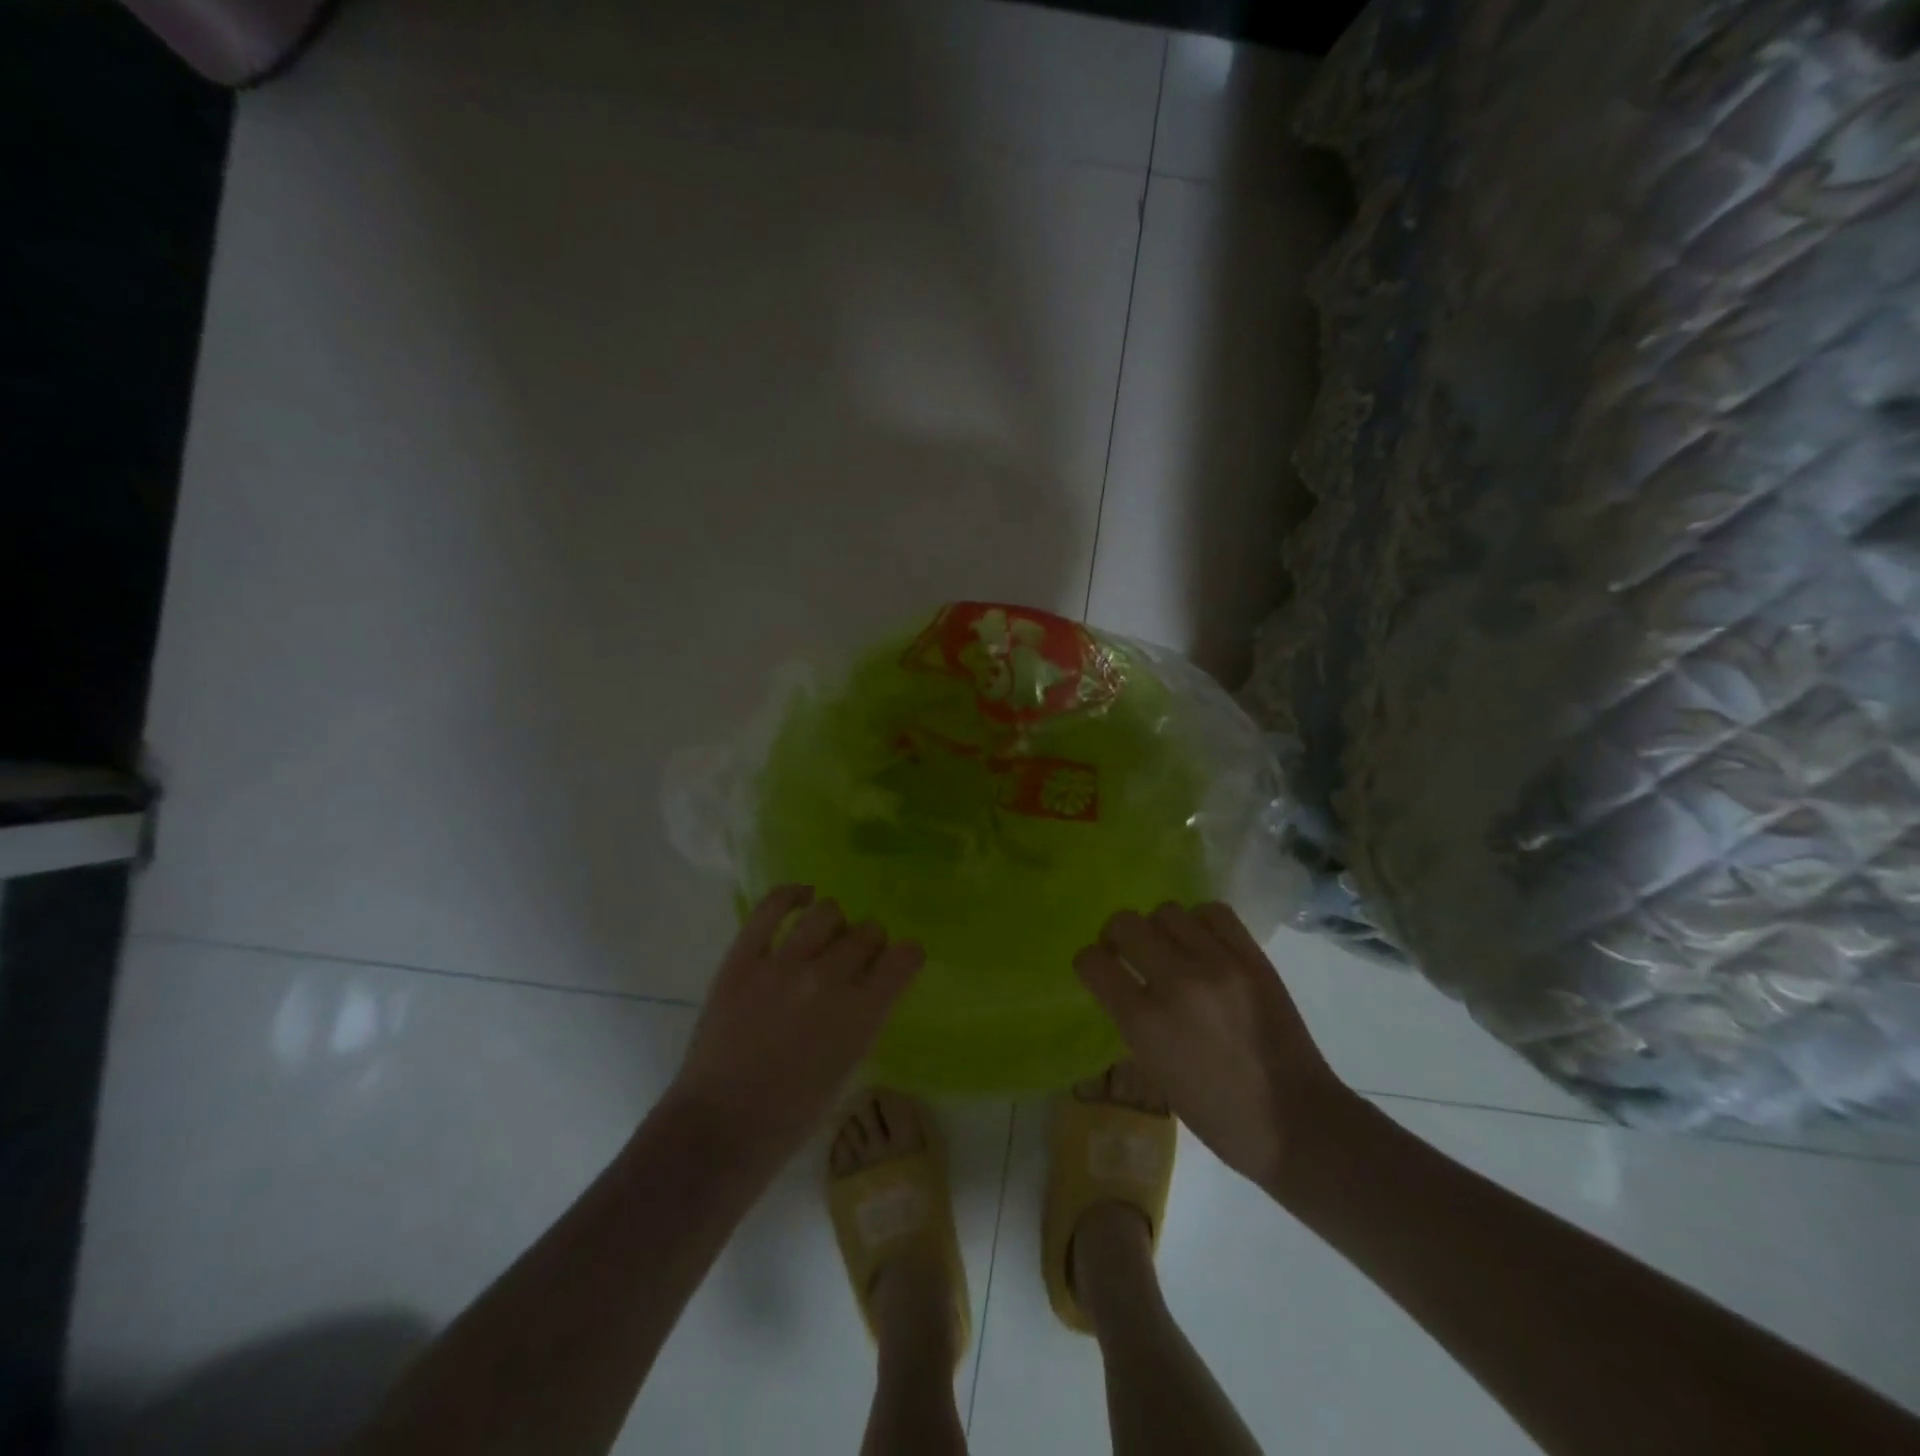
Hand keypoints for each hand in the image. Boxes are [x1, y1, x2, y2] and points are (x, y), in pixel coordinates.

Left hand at [665, 886, 923, 1165]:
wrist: (719, 1129)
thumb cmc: (791, 1117)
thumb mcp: (847, 1066)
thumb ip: (862, 1017)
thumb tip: (865, 984)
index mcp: (862, 1014)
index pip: (905, 957)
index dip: (906, 955)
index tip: (900, 961)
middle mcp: (829, 979)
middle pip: (867, 932)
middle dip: (869, 944)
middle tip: (855, 962)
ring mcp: (783, 965)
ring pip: (827, 913)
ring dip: (836, 923)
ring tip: (826, 938)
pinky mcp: (743, 959)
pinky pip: (771, 908)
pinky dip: (792, 895)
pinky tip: (802, 897)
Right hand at [1073, 902, 1351, 1189]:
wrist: (1295, 1121)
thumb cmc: (1217, 1114)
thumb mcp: (1155, 1072)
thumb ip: (1132, 1020)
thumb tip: (1121, 985)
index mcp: (1144, 1022)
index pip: (1092, 962)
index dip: (1089, 962)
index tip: (1098, 969)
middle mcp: (1175, 982)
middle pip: (1124, 923)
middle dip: (1116, 936)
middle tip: (1128, 952)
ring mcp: (1217, 964)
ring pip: (1166, 911)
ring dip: (1159, 928)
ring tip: (1172, 949)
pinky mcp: (1252, 958)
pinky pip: (1213, 912)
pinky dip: (1200, 922)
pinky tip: (1204, 943)